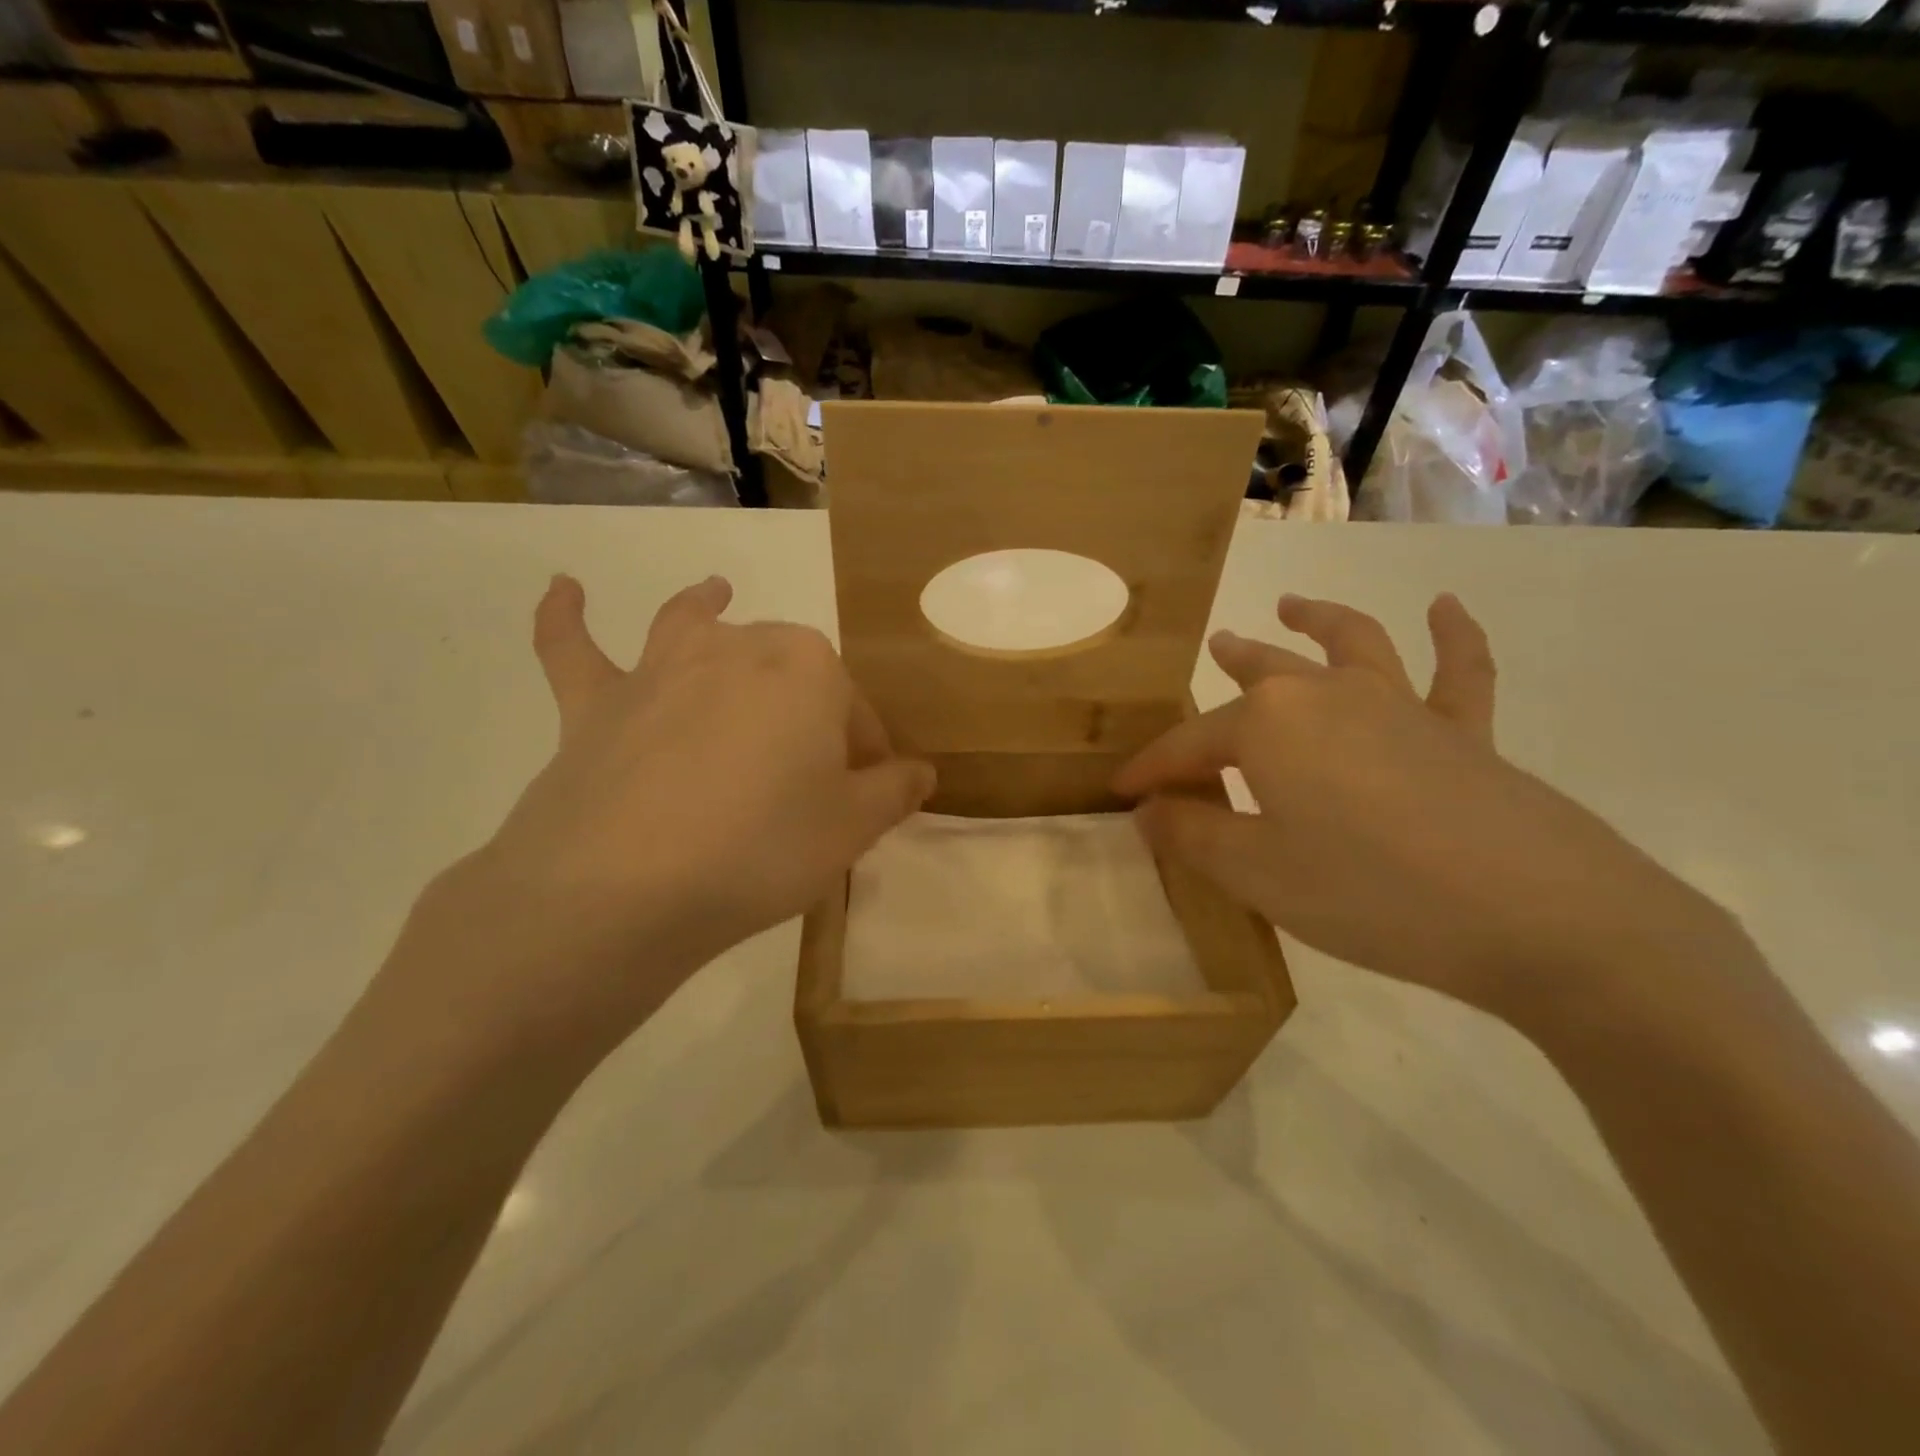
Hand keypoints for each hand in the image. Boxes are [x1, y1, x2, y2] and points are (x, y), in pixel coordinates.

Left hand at [391, 575, 933, 1064]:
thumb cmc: (762, 848)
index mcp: (808, 668)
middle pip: (785, 668)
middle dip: (807, 707)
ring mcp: (658, 669)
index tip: (866, 799)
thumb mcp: (852, 829)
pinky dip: (565, 619)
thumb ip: (895, 792)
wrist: (626, 887)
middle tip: (810, 774)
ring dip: (704, 605)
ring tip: (716, 591)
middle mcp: (736, 647)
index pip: (854, 709)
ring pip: (690, 625)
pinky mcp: (593, 704)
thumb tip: (921, 771)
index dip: (865, 754)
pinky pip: (573, 650)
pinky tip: (563, 589)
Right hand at [1116, 594, 1720, 1024]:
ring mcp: (1401, 707)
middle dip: (1230, 667)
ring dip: (1317, 621)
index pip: (1189, 746)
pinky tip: (1446, 607)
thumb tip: (1149, 812)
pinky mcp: (1464, 733)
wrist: (1534, 916)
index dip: (1151, 770)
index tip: (1123, 793)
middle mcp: (1327, 697)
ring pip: (1349, 646)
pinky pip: (1459, 672)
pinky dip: (1454, 635)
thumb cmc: (1367, 892)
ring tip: (1292, 606)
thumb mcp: (1255, 874)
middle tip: (1214, 650)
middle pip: (1262, 676)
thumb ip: (1192, 837)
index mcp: (1267, 726)